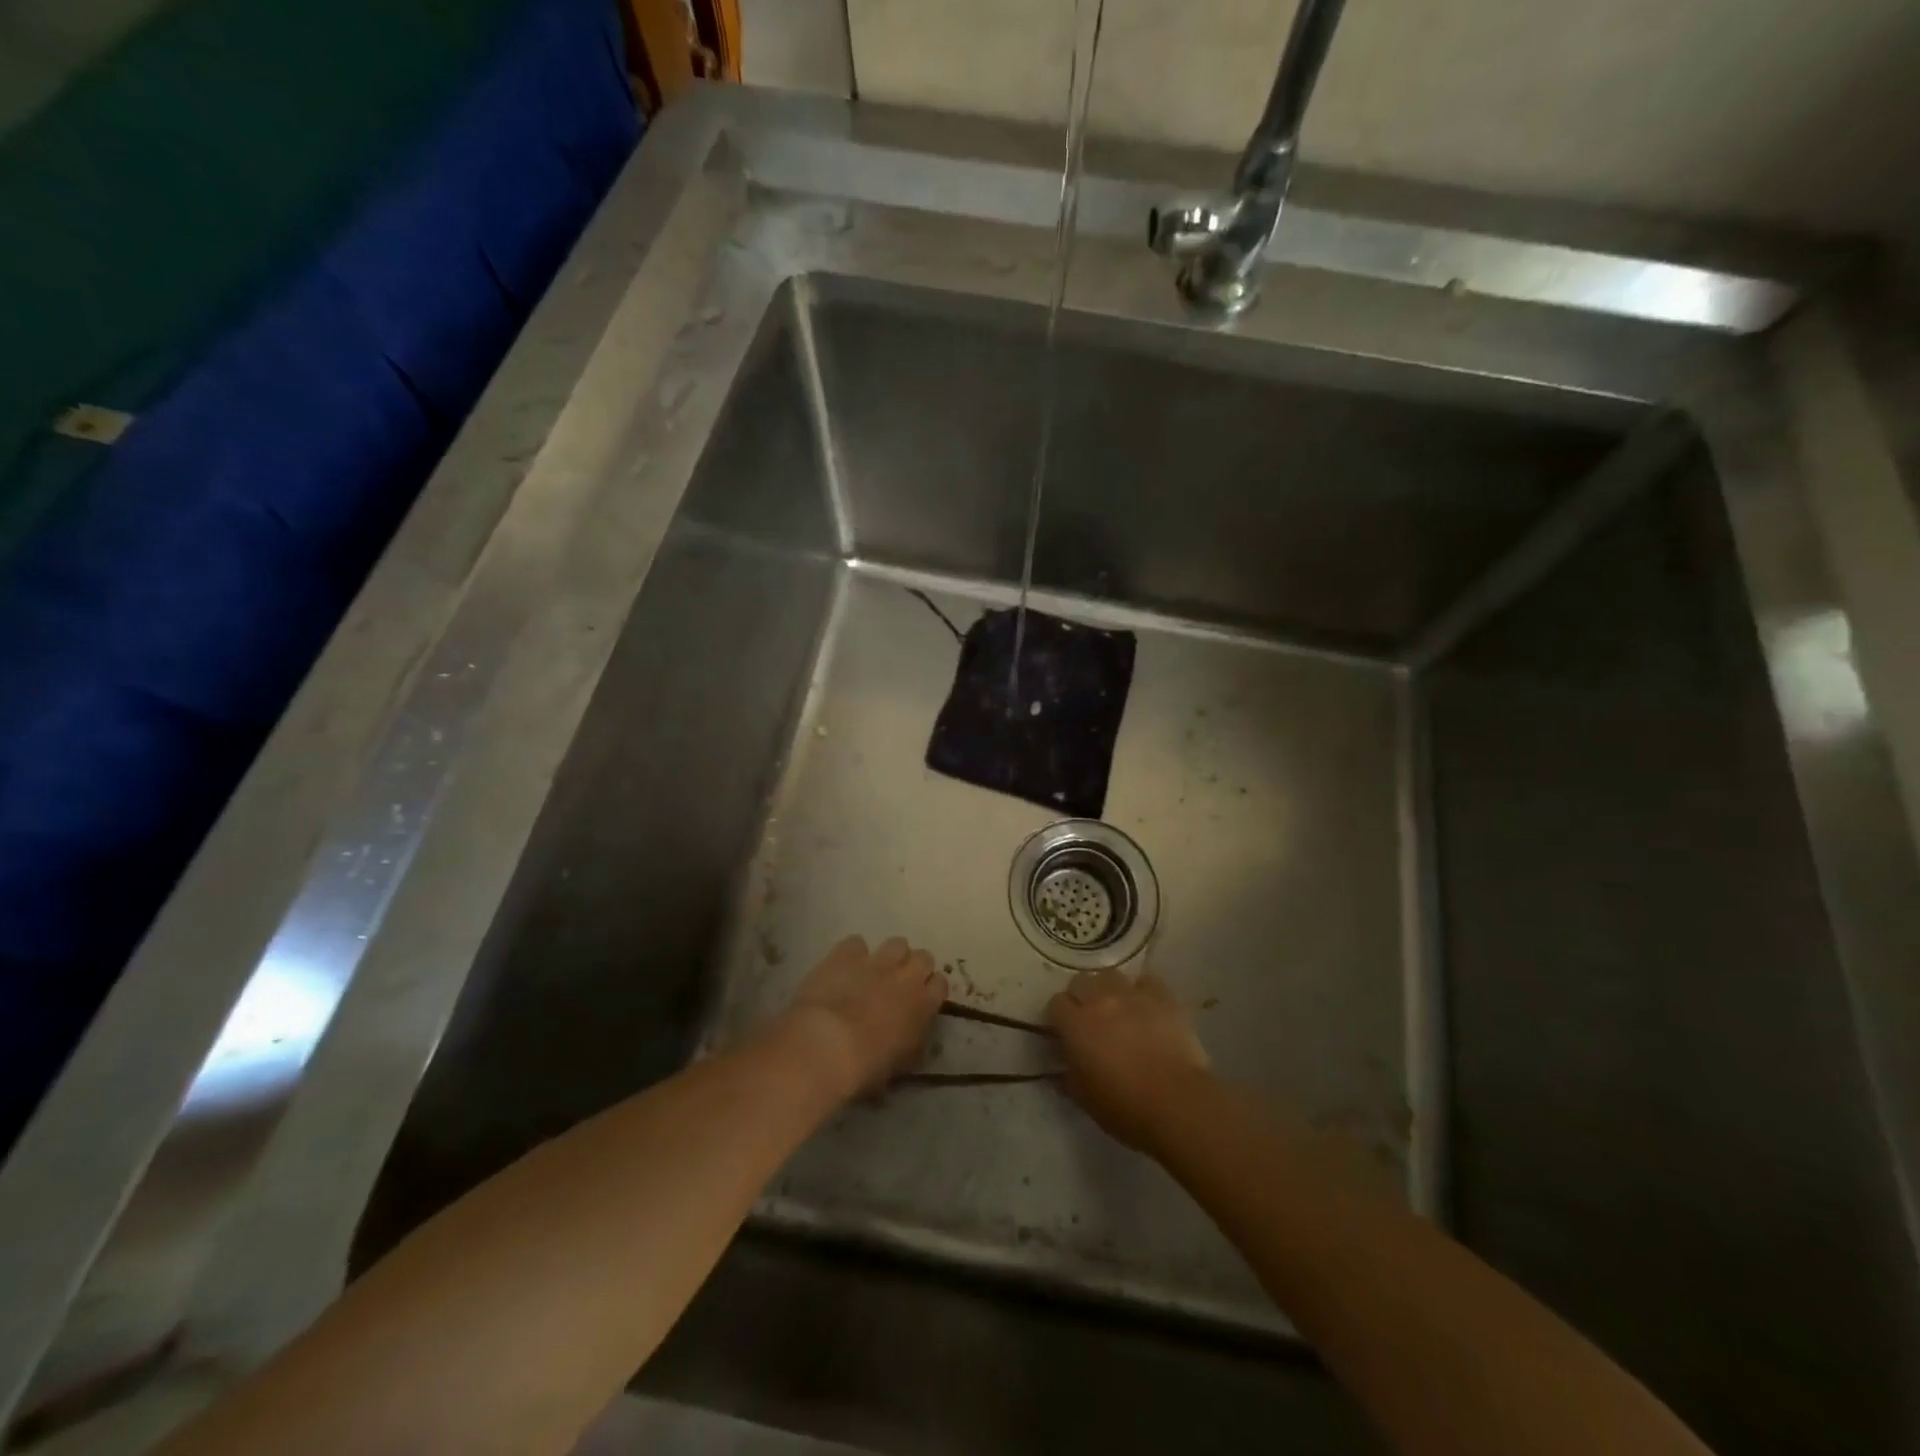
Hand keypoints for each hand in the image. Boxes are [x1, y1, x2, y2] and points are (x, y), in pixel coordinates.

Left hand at [785, 935, 948, 1100]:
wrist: (825, 1046)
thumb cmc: (865, 1069)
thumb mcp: (898, 1066)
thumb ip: (909, 1046)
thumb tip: (907, 1042)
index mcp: (923, 1006)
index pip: (941, 984)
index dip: (930, 990)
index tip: (920, 999)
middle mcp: (906, 977)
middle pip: (924, 957)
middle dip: (913, 967)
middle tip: (899, 984)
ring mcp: (877, 961)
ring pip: (897, 943)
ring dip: (889, 956)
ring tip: (874, 971)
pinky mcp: (847, 953)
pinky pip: (856, 943)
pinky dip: (852, 953)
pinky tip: (843, 967)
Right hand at [1048, 968, 1211, 1150]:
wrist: (1178, 1103)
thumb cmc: (1125, 1107)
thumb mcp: (1084, 1099)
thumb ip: (1067, 1077)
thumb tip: (1059, 1069)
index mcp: (1076, 1025)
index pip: (1056, 1004)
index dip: (1058, 1017)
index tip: (1065, 1032)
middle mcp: (1100, 1000)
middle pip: (1080, 981)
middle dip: (1081, 997)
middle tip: (1090, 1020)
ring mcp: (1132, 994)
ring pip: (1111, 975)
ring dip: (1109, 989)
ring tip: (1118, 1009)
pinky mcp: (1162, 996)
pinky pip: (1147, 981)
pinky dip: (1143, 991)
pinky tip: (1148, 1008)